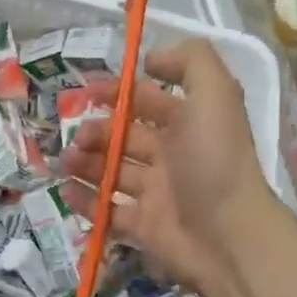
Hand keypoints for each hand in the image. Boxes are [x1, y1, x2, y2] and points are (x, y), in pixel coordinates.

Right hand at [61, 39, 277, 295]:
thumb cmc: (215, 161)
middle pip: (125, 137)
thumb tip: (151, 59)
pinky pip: (107, 211)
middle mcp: (173, 156)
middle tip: (78, 137)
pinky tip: (67, 190)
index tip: (88, 92)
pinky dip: (86, 201)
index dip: (120, 93)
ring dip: (85, 163)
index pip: (149, 101)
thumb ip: (190, 62)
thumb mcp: (215, 95)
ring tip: (67, 163)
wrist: (229, 237)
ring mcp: (157, 194)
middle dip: (97, 131)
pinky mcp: (143, 228)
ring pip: (113, 172)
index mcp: (189, 124)